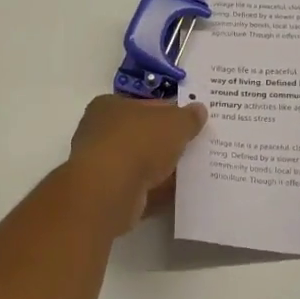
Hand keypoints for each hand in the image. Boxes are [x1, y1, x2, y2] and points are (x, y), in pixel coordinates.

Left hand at [67, 94, 207, 229]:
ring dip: (164, 167)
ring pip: (141, 163)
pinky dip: (158, 190)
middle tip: (196, 145)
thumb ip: (188, 117)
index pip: (144, 104)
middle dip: (167, 141)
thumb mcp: (174, 122)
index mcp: (110, 106)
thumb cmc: (139, 142)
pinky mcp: (109, 194)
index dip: (170, 111)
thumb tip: (199, 110)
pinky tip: (181, 192)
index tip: (191, 121)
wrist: (110, 190)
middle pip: (143, 134)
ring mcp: (103, 166)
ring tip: (194, 170)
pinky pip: (141, 188)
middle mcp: (100, 133)